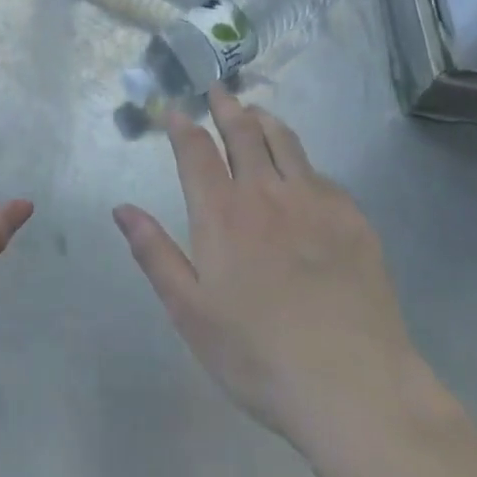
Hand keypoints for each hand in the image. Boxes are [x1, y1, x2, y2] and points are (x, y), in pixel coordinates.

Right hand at [113, 87, 426, 450]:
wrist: (354, 387)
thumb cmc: (257, 355)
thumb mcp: (189, 312)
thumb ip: (155, 253)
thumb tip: (122, 208)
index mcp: (221, 214)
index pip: (196, 151)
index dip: (183, 125)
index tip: (176, 109)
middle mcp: (265, 193)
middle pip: (243, 133)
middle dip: (227, 107)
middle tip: (218, 90)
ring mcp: (314, 202)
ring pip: (286, 143)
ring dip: (265, 121)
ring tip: (256, 111)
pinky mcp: (353, 219)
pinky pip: (321, 174)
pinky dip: (302, 162)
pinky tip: (302, 172)